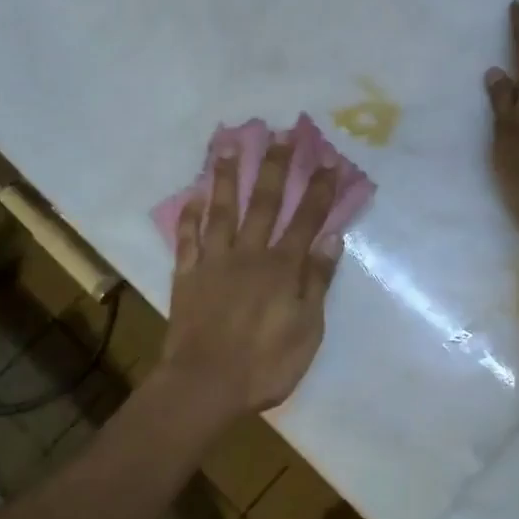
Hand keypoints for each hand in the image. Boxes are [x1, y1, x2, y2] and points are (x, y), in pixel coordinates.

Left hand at [159, 137, 342, 421]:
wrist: (204, 386)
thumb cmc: (265, 365)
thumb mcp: (307, 329)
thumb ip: (317, 281)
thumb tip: (332, 238)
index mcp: (282, 268)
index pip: (307, 219)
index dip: (320, 188)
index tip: (329, 158)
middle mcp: (249, 254)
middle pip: (265, 202)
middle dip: (277, 166)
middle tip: (282, 132)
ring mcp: (214, 261)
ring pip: (222, 209)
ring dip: (228, 175)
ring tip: (231, 143)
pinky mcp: (187, 274)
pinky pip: (188, 237)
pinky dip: (190, 214)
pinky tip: (194, 193)